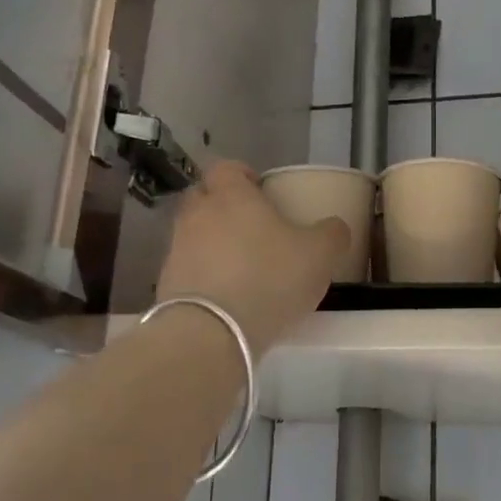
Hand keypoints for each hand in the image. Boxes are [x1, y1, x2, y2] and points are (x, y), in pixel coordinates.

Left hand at [158, 161, 347, 351]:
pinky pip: (187, 268)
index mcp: (231, 195)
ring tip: (240, 266)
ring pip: (194, 234)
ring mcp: (177, 249)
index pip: (226, 167)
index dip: (243, 175)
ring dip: (212, 243)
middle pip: (203, 197)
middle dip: (222, 205)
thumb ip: (332, 234)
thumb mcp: (319, 255)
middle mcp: (197, 214)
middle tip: (251, 226)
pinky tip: (225, 295)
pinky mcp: (166, 283)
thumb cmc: (269, 279)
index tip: (261, 191)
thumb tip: (334, 227)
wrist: (211, 332)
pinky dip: (203, 275)